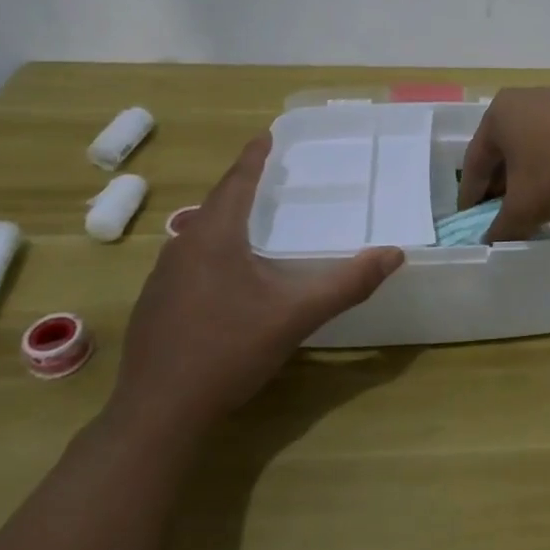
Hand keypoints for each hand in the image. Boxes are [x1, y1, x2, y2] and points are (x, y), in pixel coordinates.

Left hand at [105, 132, 403, 445]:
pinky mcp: (155, 305)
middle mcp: (182, 247)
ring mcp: (162, 278)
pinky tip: (227, 273)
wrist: (159, 414)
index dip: (253, 157)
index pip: (237, 182)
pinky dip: (213, 249)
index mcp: (215, 238)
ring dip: (225, 218)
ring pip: (199, 233)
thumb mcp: (295, 315)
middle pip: (216, 204)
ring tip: (252, 217)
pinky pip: (189, 260)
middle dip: (242, 185)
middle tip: (269, 174)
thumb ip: (347, 284)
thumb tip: (394, 255)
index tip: (266, 135)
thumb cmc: (229, 351)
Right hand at [458, 87, 549, 242]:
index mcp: (499, 113)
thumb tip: (488, 241)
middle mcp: (525, 99)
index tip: (470, 222)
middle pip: (503, 151)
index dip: (471, 197)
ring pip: (532, 146)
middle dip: (501, 186)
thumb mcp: (526, 207)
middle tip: (500, 216)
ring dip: (528, 177)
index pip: (475, 162)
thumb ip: (500, 226)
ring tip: (532, 206)